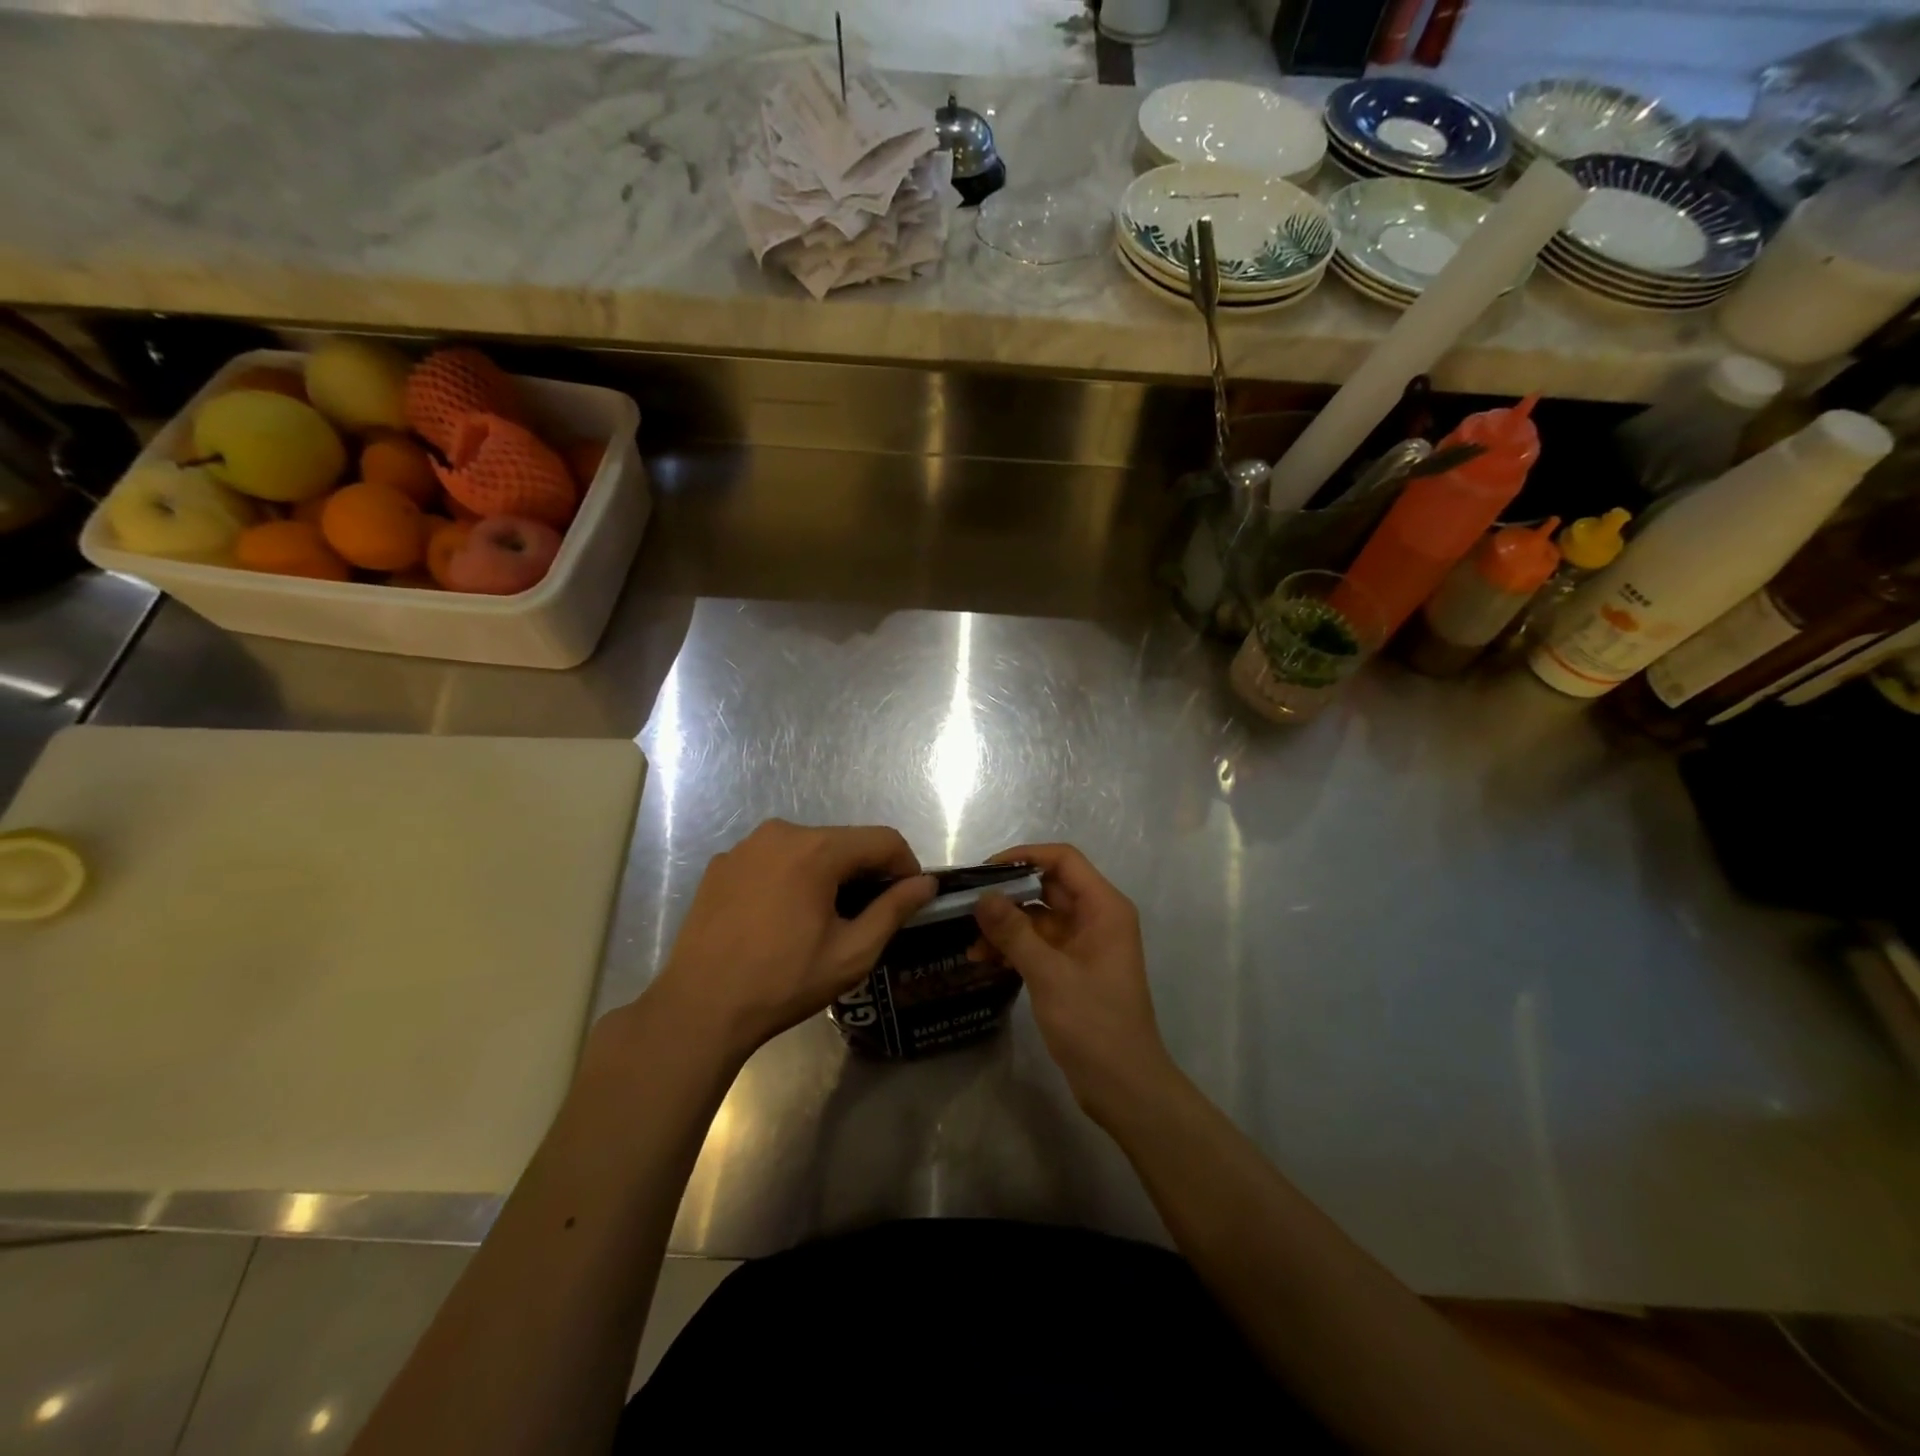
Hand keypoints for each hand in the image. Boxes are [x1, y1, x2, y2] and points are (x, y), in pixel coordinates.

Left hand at [645, 820, 933, 1062]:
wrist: (699, 1007)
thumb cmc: (783, 981)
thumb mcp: (852, 952)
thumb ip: (894, 910)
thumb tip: (926, 884)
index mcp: (817, 849)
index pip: (884, 840)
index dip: (905, 867)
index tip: (907, 901)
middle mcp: (781, 832)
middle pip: (845, 841)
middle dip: (865, 872)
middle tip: (866, 917)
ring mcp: (745, 846)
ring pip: (808, 848)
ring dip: (828, 874)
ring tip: (823, 920)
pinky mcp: (721, 864)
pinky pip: (773, 860)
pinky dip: (790, 878)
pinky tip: (781, 919)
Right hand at [972, 843, 1176, 1126]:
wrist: (1124, 1087)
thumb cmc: (1094, 1024)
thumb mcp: (1049, 974)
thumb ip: (1014, 932)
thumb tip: (982, 897)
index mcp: (1104, 908)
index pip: (1063, 860)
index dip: (1024, 857)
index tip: (986, 870)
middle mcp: (1097, 918)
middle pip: (1048, 887)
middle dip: (1008, 896)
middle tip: (967, 907)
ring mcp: (1085, 944)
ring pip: (1040, 918)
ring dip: (1007, 927)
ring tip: (972, 946)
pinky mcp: (1074, 968)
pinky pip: (1040, 944)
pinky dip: (1015, 948)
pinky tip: (986, 961)